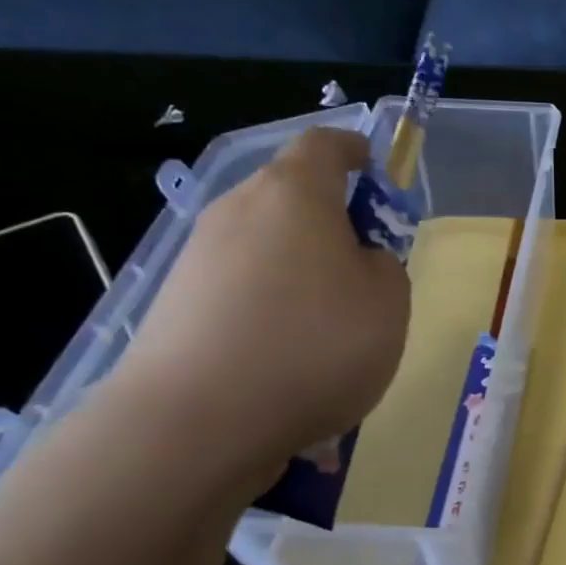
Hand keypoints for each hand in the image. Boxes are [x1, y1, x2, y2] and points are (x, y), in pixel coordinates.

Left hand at [110, 128, 410, 483]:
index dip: (355, 150)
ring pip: (263, 243)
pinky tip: (286, 353)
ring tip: (328, 322)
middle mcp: (238, 209)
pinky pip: (239, 286)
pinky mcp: (176, 303)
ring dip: (298, 265)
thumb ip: (384, 266)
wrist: (199, 420)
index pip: (325, 145)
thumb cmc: (316, 344)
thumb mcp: (389, 302)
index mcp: (294, 193)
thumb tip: (358, 261)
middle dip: (329, 217)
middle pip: (289, 194)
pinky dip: (269, 303)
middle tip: (364, 263)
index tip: (375, 169)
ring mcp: (199, 256)